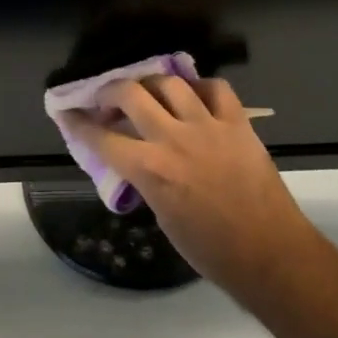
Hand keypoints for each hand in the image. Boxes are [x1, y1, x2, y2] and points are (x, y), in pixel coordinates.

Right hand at [63, 76, 326, 304]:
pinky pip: (216, 88)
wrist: (271, 254)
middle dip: (110, 91)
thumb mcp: (164, 217)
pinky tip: (195, 96)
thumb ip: (146, 180)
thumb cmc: (212, 251)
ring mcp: (207, 125)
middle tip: (107, 99)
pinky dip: (201, 88)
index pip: (101, 137)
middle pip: (130, 93)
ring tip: (149, 92)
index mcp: (150, 169)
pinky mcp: (237, 123)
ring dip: (152, 84)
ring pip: (170, 83)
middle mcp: (173, 138)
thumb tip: (138, 162)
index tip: (66, 111)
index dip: (78, 122)